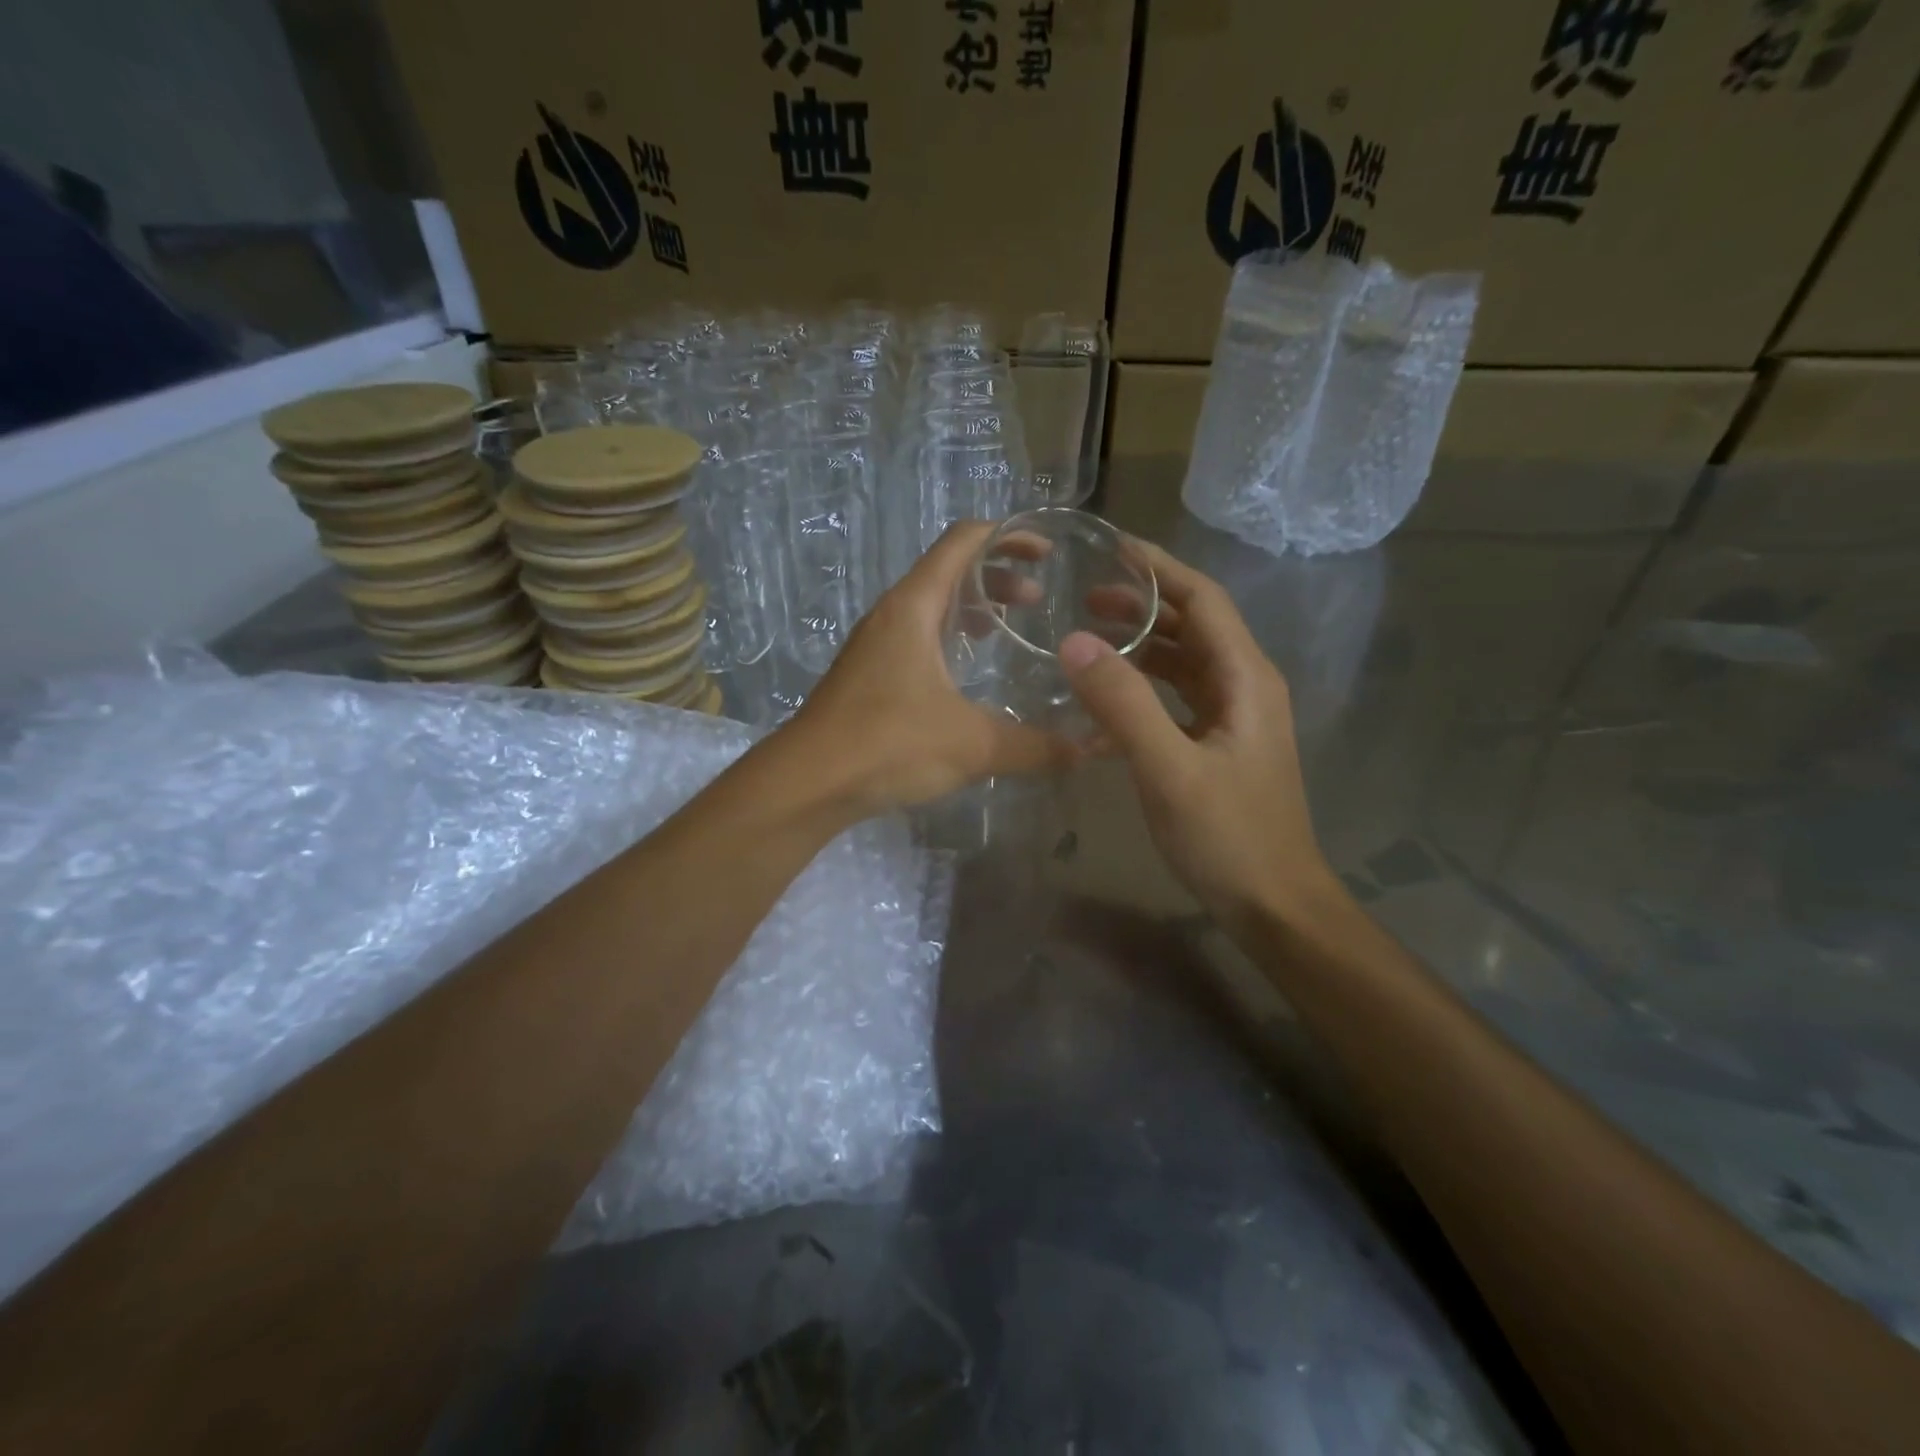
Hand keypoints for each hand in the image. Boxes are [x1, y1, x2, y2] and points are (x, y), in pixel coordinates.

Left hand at [782, 521, 1077, 818]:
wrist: (807, 783)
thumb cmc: (888, 745)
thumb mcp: (973, 744)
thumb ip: (1034, 746)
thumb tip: (1085, 752)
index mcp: (913, 606)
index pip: (963, 541)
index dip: (1007, 536)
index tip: (1046, 552)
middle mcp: (891, 615)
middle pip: (948, 571)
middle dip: (997, 577)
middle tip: (1037, 601)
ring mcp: (874, 645)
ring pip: (930, 607)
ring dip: (971, 609)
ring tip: (1008, 630)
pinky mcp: (867, 676)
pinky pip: (916, 638)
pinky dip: (949, 639)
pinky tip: (967, 675)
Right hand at [1060, 540, 1340, 932]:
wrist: (1273, 903)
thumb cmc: (1228, 836)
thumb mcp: (1169, 769)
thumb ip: (1124, 704)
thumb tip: (1074, 642)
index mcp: (1245, 678)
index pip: (1203, 600)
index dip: (1160, 568)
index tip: (1111, 547)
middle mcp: (1244, 686)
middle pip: (1194, 625)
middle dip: (1144, 603)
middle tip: (1085, 595)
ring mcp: (1233, 717)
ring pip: (1184, 662)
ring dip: (1141, 644)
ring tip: (1090, 636)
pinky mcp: (1218, 744)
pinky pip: (1178, 700)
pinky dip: (1144, 690)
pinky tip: (1105, 705)